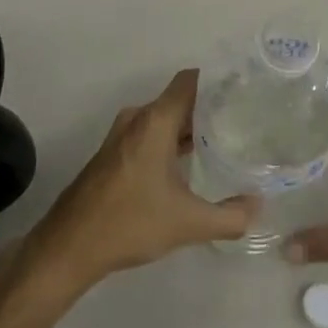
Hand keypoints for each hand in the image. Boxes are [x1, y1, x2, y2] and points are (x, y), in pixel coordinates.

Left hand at [18, 70, 257, 303]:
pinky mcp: (114, 154)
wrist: (69, 246)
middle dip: (212, 108)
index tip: (247, 91)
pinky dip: (172, 141)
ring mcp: (122, 136)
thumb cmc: (129, 223)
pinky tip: (192, 164)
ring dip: (191, 128)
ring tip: (226, 142)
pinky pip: (151, 134)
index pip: (191, 80)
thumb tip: (259, 205)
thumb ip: (231, 216)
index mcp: (154, 121)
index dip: (219, 80)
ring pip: (165, 119)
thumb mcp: (189, 223)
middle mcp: (137, 119)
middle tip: (246, 121)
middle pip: (180, 99)